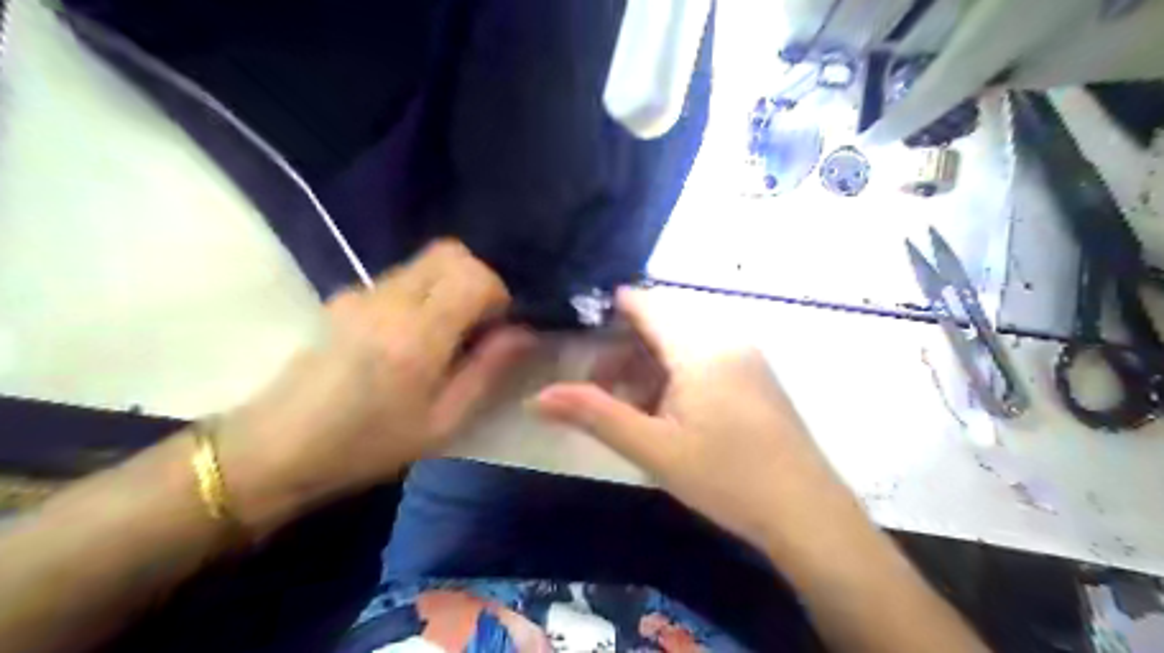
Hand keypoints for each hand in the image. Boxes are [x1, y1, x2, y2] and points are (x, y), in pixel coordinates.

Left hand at [218, 244, 529, 531]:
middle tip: (478, 325)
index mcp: (417, 334)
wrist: (275, 448)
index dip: (497, 293)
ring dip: (449, 286)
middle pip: (450, 253)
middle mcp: (388, 299)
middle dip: (476, 279)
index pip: (473, 274)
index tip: (497, 327)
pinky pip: (401, 278)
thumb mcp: (443, 422)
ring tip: (444, 336)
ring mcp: (361, 293)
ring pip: (425, 262)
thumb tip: (523, 333)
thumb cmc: (367, 446)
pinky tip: (409, 338)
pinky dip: (423, 293)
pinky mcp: (345, 297)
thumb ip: (488, 370)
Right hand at [533, 291, 853, 554]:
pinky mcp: (757, 376)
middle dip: (626, 349)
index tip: (581, 330)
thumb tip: (537, 397)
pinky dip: (677, 374)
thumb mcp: (653, 449)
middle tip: (600, 386)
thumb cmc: (726, 478)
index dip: (611, 310)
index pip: (647, 305)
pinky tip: (668, 411)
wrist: (805, 512)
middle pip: (663, 325)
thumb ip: (594, 415)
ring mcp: (747, 356)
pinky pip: (706, 358)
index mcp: (700, 347)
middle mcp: (726, 339)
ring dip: (650, 365)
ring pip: (684, 343)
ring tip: (630, 406)